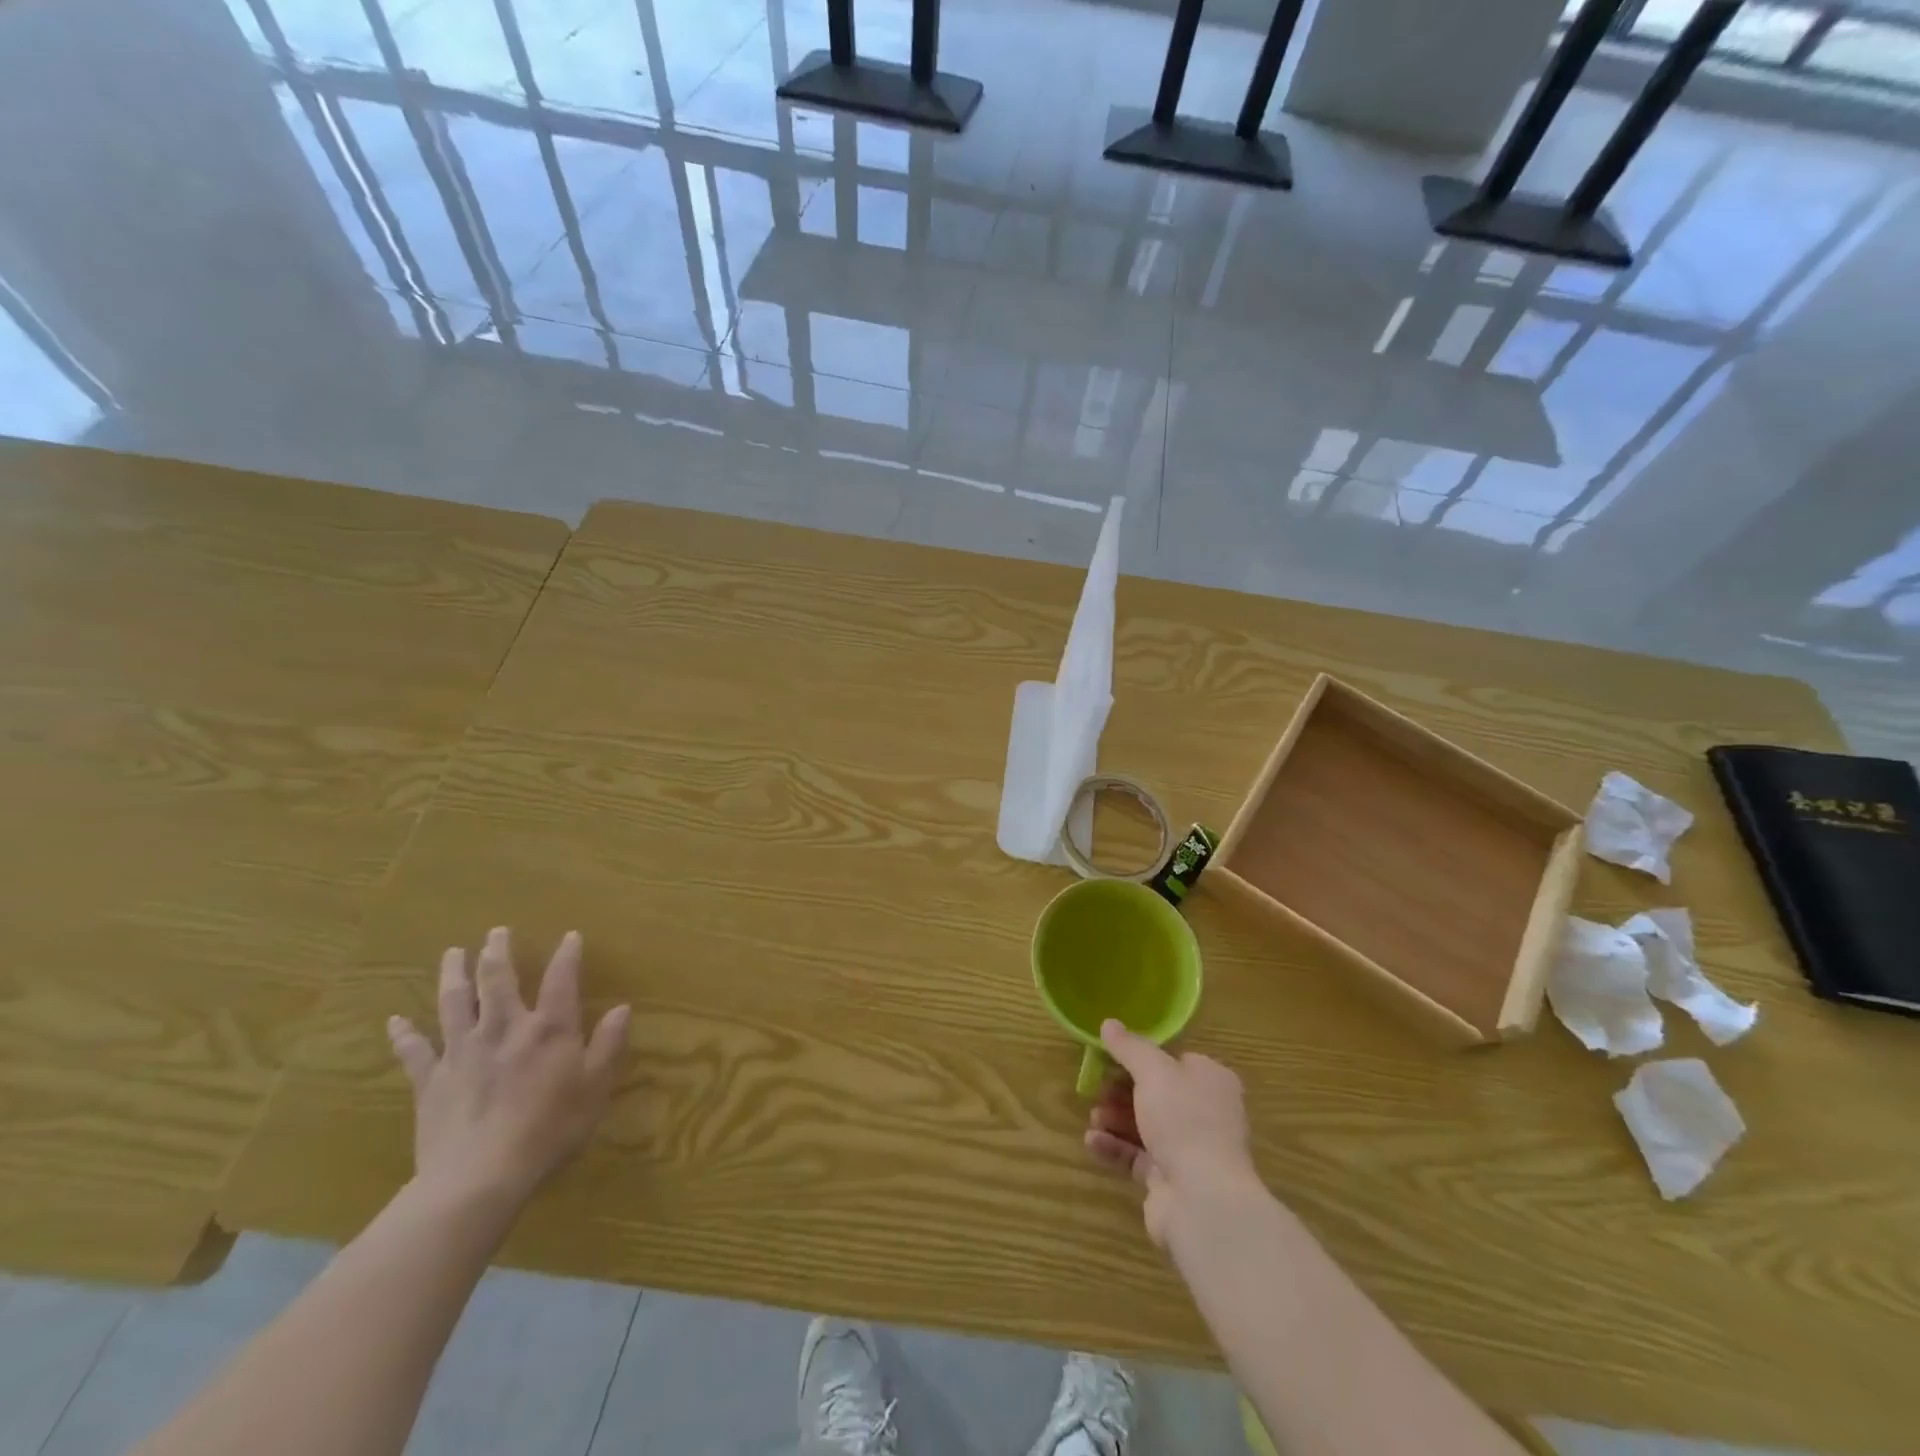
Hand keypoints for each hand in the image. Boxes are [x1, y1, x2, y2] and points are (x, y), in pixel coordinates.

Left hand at [387, 927, 629, 1209]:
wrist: (480, 1176)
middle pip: (497, 980)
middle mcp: (504, 1028)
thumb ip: (608, 1044)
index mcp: (548, 1028)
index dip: (567, 955)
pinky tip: (394, 1021)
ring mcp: (463, 1051)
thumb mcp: (595, 1086)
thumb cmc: (550, 1129)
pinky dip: (404, 1034)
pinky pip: (414, 1051)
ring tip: (452, 953)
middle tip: (495, 932)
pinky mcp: (431, 1080)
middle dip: (497, 952)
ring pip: (455, 1002)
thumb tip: (624, 1008)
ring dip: (453, 974)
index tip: (570, 936)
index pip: (561, 980)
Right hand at [1085, 1019, 1257, 1245]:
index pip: (1175, 1060)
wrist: (1203, 1200)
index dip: (1143, 1057)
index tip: (1112, 1056)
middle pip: (1156, 1093)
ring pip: (1145, 1125)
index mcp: (1211, 1080)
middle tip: (1097, 1088)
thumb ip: (1129, 1047)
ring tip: (1093, 1116)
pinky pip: (1137, 1156)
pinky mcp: (1170, 1179)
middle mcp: (1205, 1112)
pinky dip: (1114, 1147)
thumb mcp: (1153, 1071)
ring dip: (1115, 1118)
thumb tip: (1109, 1023)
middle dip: (1122, 1090)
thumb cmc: (1184, 1120)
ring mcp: (1189, 1149)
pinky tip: (1092, 1141)